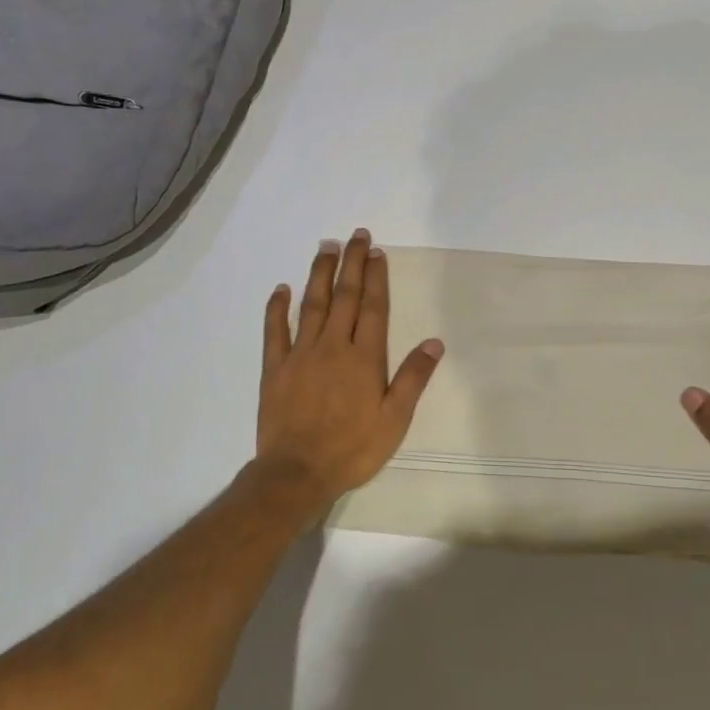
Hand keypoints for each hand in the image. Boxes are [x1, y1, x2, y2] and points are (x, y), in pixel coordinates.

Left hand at [255, 230, 443, 523]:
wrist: (296, 473)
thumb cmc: (352, 448)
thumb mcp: (394, 419)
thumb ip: (413, 378)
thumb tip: (435, 342)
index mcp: (364, 358)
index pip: (372, 307)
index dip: (376, 278)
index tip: (377, 252)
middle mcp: (332, 346)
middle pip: (344, 296)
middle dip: (351, 263)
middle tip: (356, 235)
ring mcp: (300, 355)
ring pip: (312, 304)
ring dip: (319, 274)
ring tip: (325, 247)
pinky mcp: (274, 369)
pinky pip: (274, 331)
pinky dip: (277, 308)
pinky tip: (281, 289)